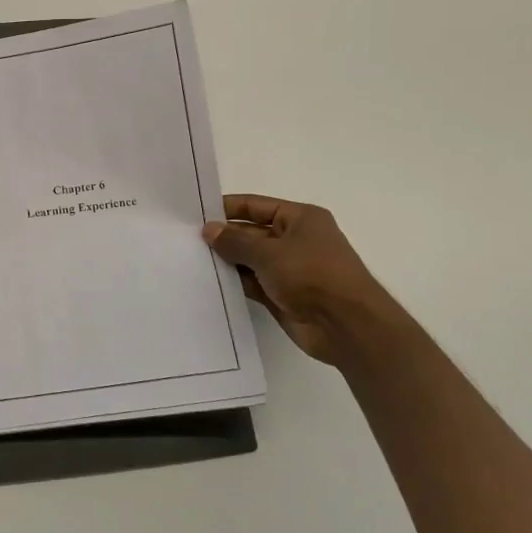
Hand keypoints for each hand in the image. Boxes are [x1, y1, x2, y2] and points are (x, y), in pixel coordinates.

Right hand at [204, 193, 402, 368]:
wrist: (345, 326)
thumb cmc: (312, 275)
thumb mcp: (270, 252)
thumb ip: (236, 241)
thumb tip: (209, 230)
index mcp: (300, 219)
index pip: (256, 206)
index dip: (227, 208)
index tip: (196, 214)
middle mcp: (295, 240)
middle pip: (252, 233)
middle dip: (224, 237)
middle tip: (186, 240)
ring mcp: (289, 269)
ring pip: (250, 260)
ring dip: (227, 261)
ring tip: (190, 260)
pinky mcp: (283, 295)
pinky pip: (252, 283)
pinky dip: (235, 282)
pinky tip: (208, 282)